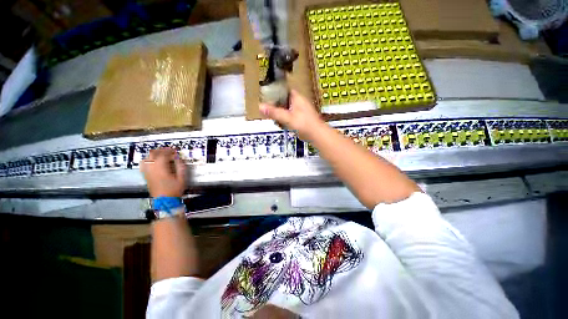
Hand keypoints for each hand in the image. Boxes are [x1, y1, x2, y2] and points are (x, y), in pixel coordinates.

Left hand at [140, 148, 185, 197]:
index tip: (175, 153)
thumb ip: (181, 167)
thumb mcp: (181, 179)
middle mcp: (152, 166)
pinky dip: (147, 162)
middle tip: (167, 152)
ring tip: (159, 155)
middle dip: (161, 150)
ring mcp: (148, 171)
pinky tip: (151, 163)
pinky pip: (144, 165)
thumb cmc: (172, 192)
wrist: (164, 203)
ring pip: (148, 157)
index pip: (165, 153)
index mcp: (161, 165)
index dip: (171, 151)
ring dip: (154, 154)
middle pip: (154, 152)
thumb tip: (179, 160)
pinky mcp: (146, 177)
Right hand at [260, 90, 323, 139]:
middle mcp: (300, 102)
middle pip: (284, 99)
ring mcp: (302, 110)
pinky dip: (285, 118)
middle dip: (276, 104)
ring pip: (287, 108)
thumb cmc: (306, 124)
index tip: (268, 95)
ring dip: (280, 112)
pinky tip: (282, 123)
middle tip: (268, 108)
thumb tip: (261, 106)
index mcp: (297, 98)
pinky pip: (290, 115)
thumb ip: (274, 112)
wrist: (317, 135)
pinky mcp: (302, 118)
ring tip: (274, 117)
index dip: (276, 91)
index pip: (285, 90)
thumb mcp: (287, 118)